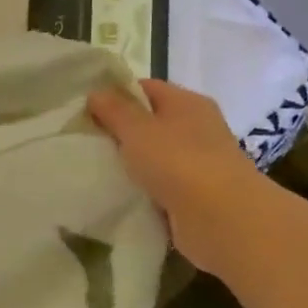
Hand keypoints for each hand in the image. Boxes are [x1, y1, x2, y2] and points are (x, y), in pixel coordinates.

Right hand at [87, 79, 264, 272]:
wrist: (221, 218)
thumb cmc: (178, 162)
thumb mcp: (138, 130)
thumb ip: (115, 111)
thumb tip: (96, 93)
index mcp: (188, 102)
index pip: (147, 88)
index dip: (116, 95)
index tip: (86, 111)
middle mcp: (198, 127)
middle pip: (152, 122)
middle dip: (121, 132)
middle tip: (86, 142)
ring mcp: (200, 162)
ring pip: (156, 156)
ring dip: (132, 164)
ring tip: (97, 170)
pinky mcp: (197, 195)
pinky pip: (162, 185)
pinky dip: (144, 189)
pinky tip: (120, 196)